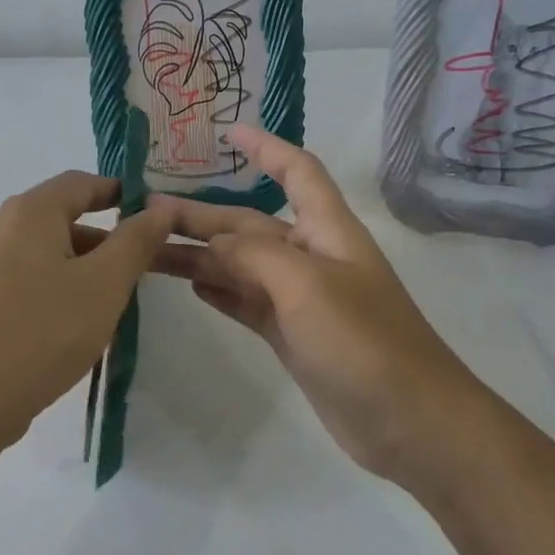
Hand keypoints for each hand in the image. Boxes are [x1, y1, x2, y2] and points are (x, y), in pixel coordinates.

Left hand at [0, 172, 180, 451]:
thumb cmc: (40, 335)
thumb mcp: (103, 286)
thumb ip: (136, 242)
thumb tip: (160, 207)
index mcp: (28, 213)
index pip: (80, 182)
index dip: (119, 192)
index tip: (151, 216)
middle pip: (58, 219)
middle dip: (102, 240)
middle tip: (136, 273)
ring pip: (38, 255)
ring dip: (77, 269)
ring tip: (105, 308)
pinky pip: (17, 282)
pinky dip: (49, 291)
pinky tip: (62, 331)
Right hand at [164, 125, 485, 491]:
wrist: (409, 421)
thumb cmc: (363, 341)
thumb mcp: (306, 285)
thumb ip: (253, 256)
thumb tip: (211, 245)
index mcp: (327, 230)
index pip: (297, 172)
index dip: (266, 148)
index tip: (227, 133)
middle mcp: (313, 257)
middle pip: (250, 224)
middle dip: (202, 217)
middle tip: (145, 216)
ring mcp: (302, 300)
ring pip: (241, 266)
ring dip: (199, 256)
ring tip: (149, 252)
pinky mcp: (294, 337)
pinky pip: (248, 302)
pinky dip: (221, 292)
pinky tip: (190, 285)